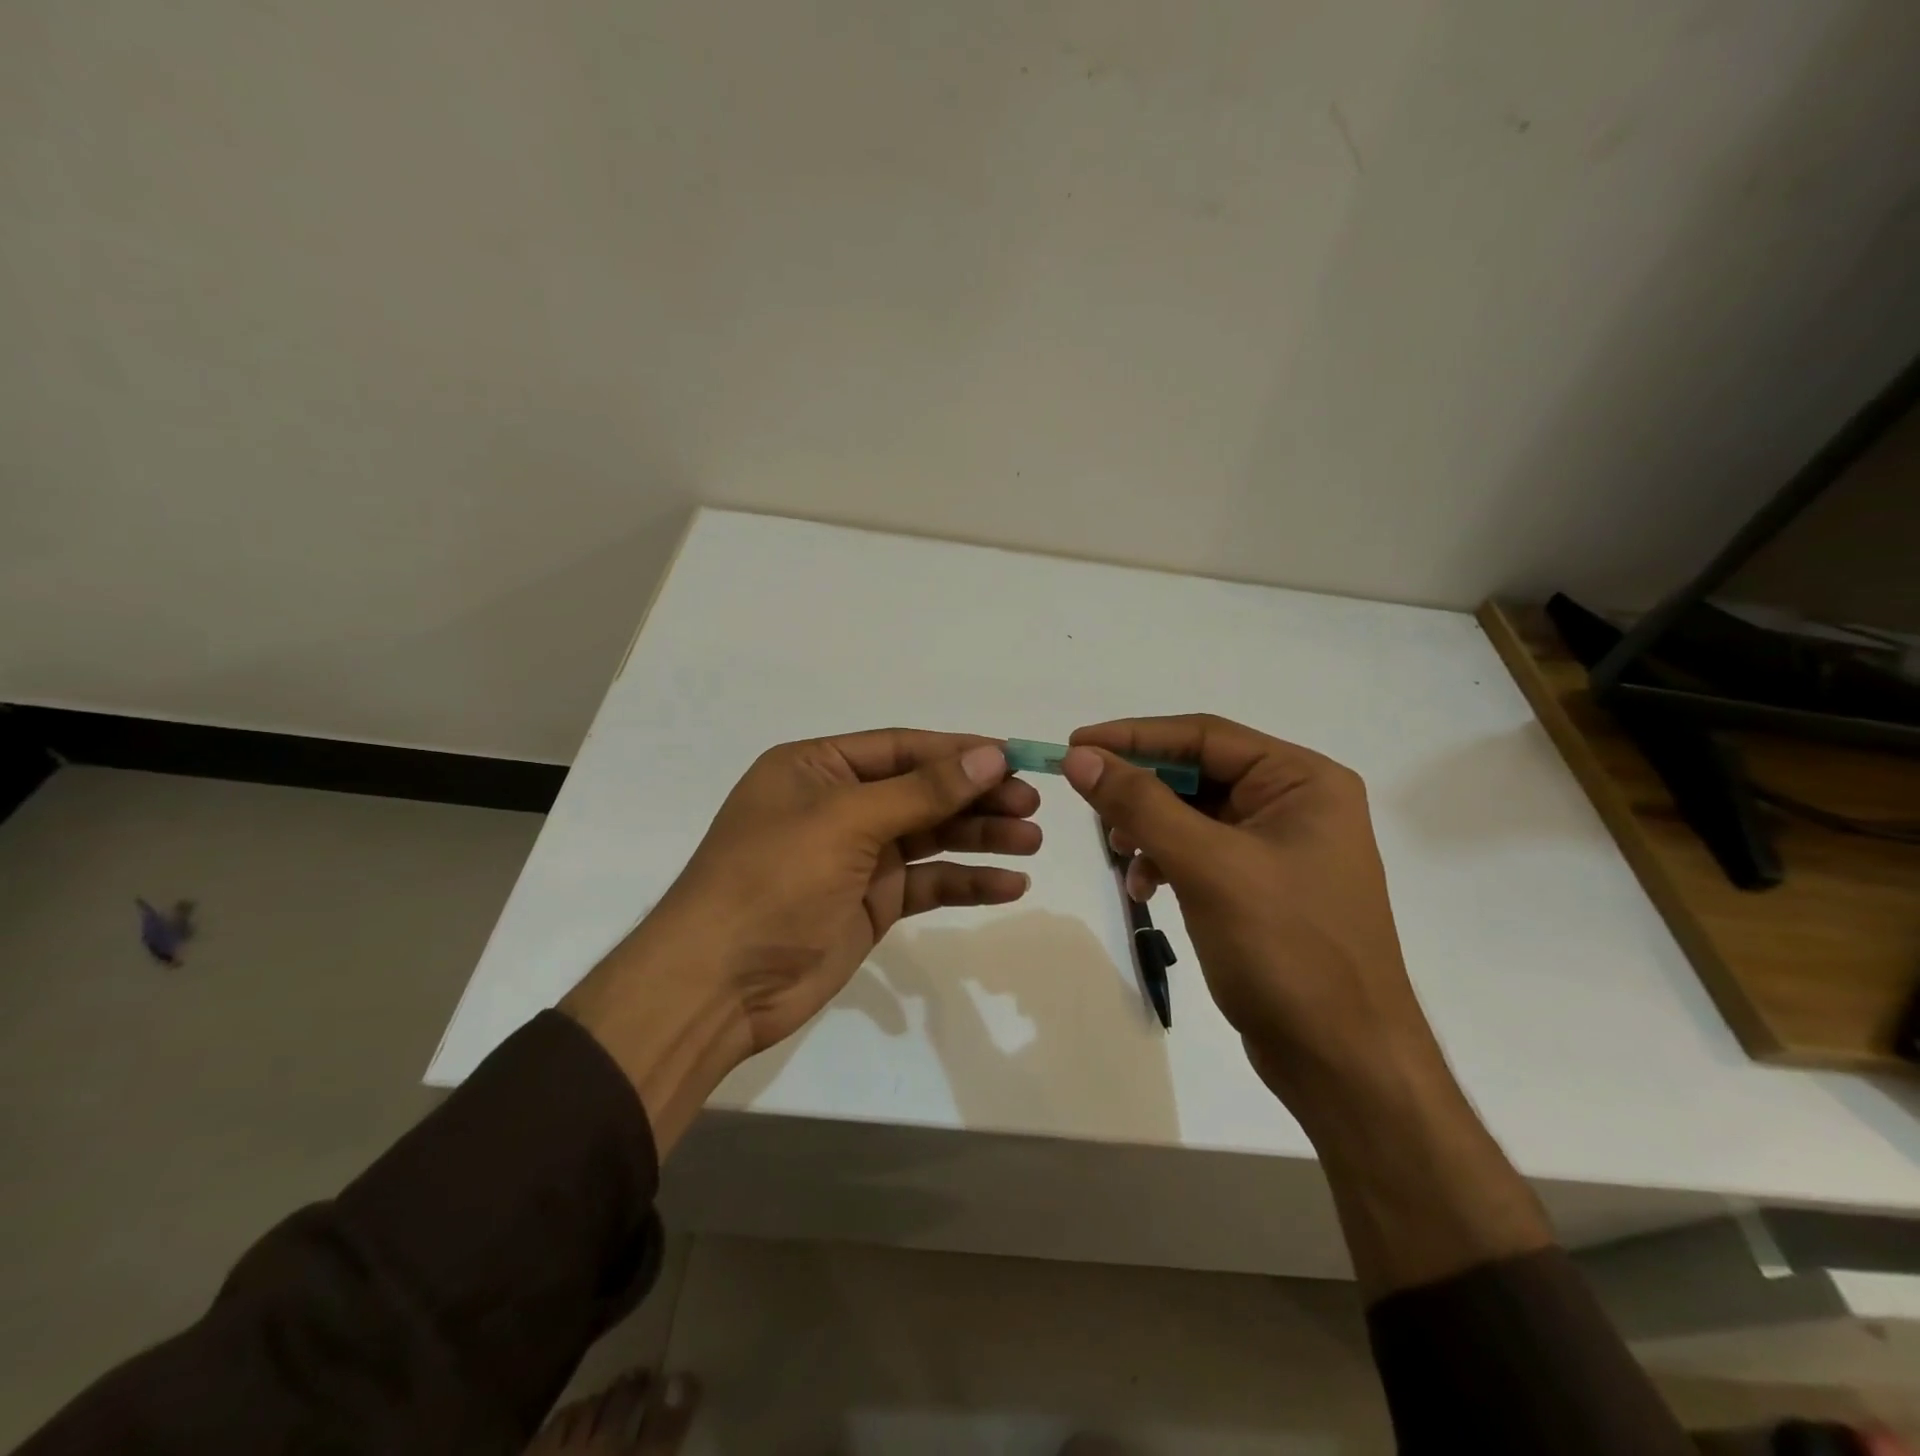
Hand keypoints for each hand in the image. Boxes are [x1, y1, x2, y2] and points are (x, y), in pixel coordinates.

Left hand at [653, 729, 1038, 1047]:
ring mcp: (855, 857)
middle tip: (1031, 804)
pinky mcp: (871, 903)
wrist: (719, 986)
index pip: (900, 748)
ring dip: (980, 838)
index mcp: (816, 768)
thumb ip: (921, 790)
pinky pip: (927, 883)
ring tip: (1032, 840)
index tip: (1014, 758)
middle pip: (922, 791)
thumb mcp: (845, 822)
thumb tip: (990, 755)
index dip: (958, 752)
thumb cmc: (773, 881)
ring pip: (930, 837)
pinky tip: (1010, 885)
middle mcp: (838, 806)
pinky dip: (966, 882)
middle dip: (976, 797)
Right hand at [1063, 715, 1553, 1299]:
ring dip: (1149, 828)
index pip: (1204, 736)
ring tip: (1119, 854)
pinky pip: (1200, 852)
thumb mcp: (1207, 866)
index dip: (1134, 736)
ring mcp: (1279, 847)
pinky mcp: (1261, 887)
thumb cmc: (1286, 949)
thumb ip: (1140, 804)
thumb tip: (1080, 756)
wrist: (1342, 1062)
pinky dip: (1166, 861)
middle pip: (1197, 773)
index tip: (1075, 743)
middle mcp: (1295, 803)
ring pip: (1193, 814)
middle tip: (1088, 801)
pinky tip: (1144, 888)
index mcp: (1302, 780)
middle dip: (1141, 789)